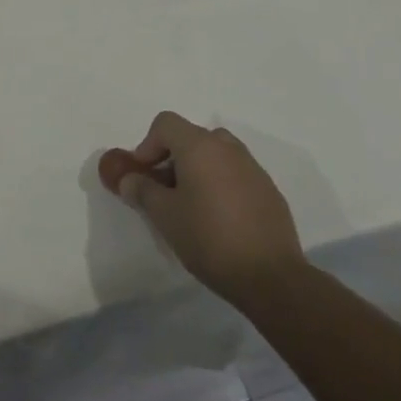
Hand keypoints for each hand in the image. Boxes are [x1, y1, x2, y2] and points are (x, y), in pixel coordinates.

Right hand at [99, 112, 302, 307]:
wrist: (270, 277)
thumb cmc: (209, 238)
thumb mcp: (164, 215)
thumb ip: (142, 190)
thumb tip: (129, 179)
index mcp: (200, 146)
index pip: (166, 123)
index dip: (147, 144)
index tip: (143, 175)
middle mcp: (228, 148)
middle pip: (191, 137)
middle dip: (172, 158)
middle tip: (164, 190)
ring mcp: (253, 168)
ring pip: (216, 155)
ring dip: (197, 170)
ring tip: (191, 205)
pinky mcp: (269, 190)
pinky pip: (236, 174)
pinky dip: (220, 184)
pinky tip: (219, 219)